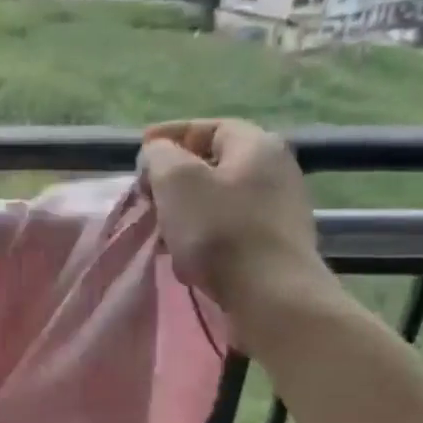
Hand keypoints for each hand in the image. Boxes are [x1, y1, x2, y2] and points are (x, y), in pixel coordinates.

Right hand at [140, 119, 336, 340]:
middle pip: (215, 163)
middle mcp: (277, 170)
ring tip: (161, 228)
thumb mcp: (176, 182)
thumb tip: (158, 154)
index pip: (209, 127)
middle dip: (176, 177)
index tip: (140, 150)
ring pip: (220, 198)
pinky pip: (230, 228)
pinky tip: (187, 254)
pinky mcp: (277, 244)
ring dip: (187, 209)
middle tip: (147, 194)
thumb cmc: (220, 231)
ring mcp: (281, 209)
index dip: (171, 135)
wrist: (271, 295)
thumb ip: (160, 156)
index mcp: (257, 145)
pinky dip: (204, 234)